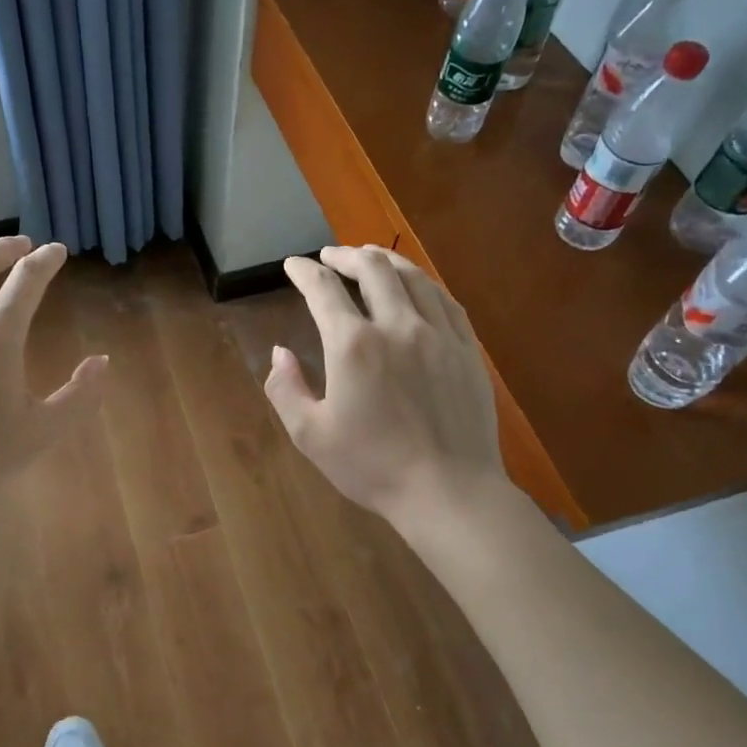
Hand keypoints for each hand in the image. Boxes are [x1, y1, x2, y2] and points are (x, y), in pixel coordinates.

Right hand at [264, 245, 504, 525]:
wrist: (448, 491)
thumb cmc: (372, 467)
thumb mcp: (310, 435)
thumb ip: (284, 388)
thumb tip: (279, 352)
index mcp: (353, 345)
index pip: (324, 290)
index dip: (304, 272)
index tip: (293, 265)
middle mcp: (397, 326)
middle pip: (373, 269)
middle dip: (345, 255)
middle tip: (330, 256)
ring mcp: (439, 334)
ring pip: (413, 277)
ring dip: (386, 260)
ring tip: (370, 257)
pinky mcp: (467, 349)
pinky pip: (445, 300)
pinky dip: (423, 283)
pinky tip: (417, 286)